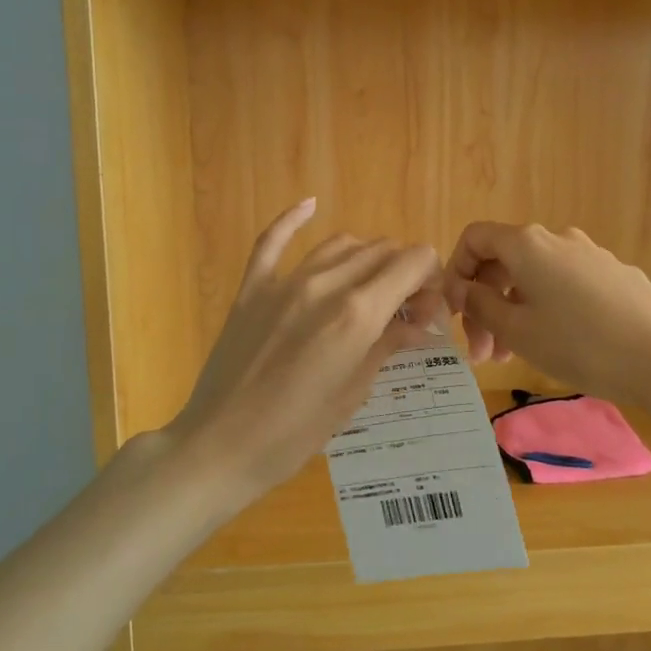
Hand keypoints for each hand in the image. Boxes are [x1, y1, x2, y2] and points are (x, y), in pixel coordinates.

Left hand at [166, 200, 444, 504]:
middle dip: (404, 271)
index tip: (426, 309)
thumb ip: (387, 345)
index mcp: (358, 313)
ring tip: (370, 286)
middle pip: (382, 250)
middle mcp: (325, 284)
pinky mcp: (252, 288)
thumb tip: (418, 324)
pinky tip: (311, 204)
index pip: (413, 261)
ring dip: (367, 257)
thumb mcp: (353, 392)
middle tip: (404, 310)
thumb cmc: (296, 433)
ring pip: (341, 243)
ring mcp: (284, 282)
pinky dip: (294, 218)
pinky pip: (273, 240)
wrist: (220, 445)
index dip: (430, 278)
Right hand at [443, 222, 650, 404]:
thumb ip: (481, 305)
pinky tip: (558, 343)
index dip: (456, 271)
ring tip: (512, 357)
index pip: (475, 238)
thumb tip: (463, 290)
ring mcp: (591, 254)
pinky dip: (548, 307)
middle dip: (485, 303)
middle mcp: (558, 238)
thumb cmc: (578, 344)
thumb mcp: (517, 331)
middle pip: (505, 261)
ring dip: (515, 310)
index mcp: (527, 245)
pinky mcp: (616, 275)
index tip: (455, 312)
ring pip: (536, 276)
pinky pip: (567, 284)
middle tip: (481, 353)